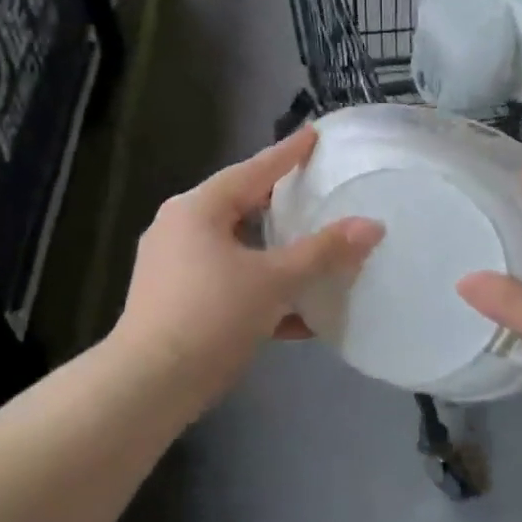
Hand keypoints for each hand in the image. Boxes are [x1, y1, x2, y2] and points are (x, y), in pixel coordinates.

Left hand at [116, 128, 383, 405]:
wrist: (148, 386)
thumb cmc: (212, 316)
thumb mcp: (275, 280)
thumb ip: (324, 252)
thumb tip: (372, 226)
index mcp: (199, 209)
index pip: (254, 170)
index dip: (288, 153)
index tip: (314, 135)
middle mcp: (180, 229)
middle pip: (242, 207)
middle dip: (281, 205)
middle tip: (316, 193)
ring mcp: (173, 266)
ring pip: (237, 248)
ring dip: (275, 255)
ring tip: (314, 254)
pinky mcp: (174, 301)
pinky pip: (227, 282)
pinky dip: (260, 290)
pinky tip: (297, 316)